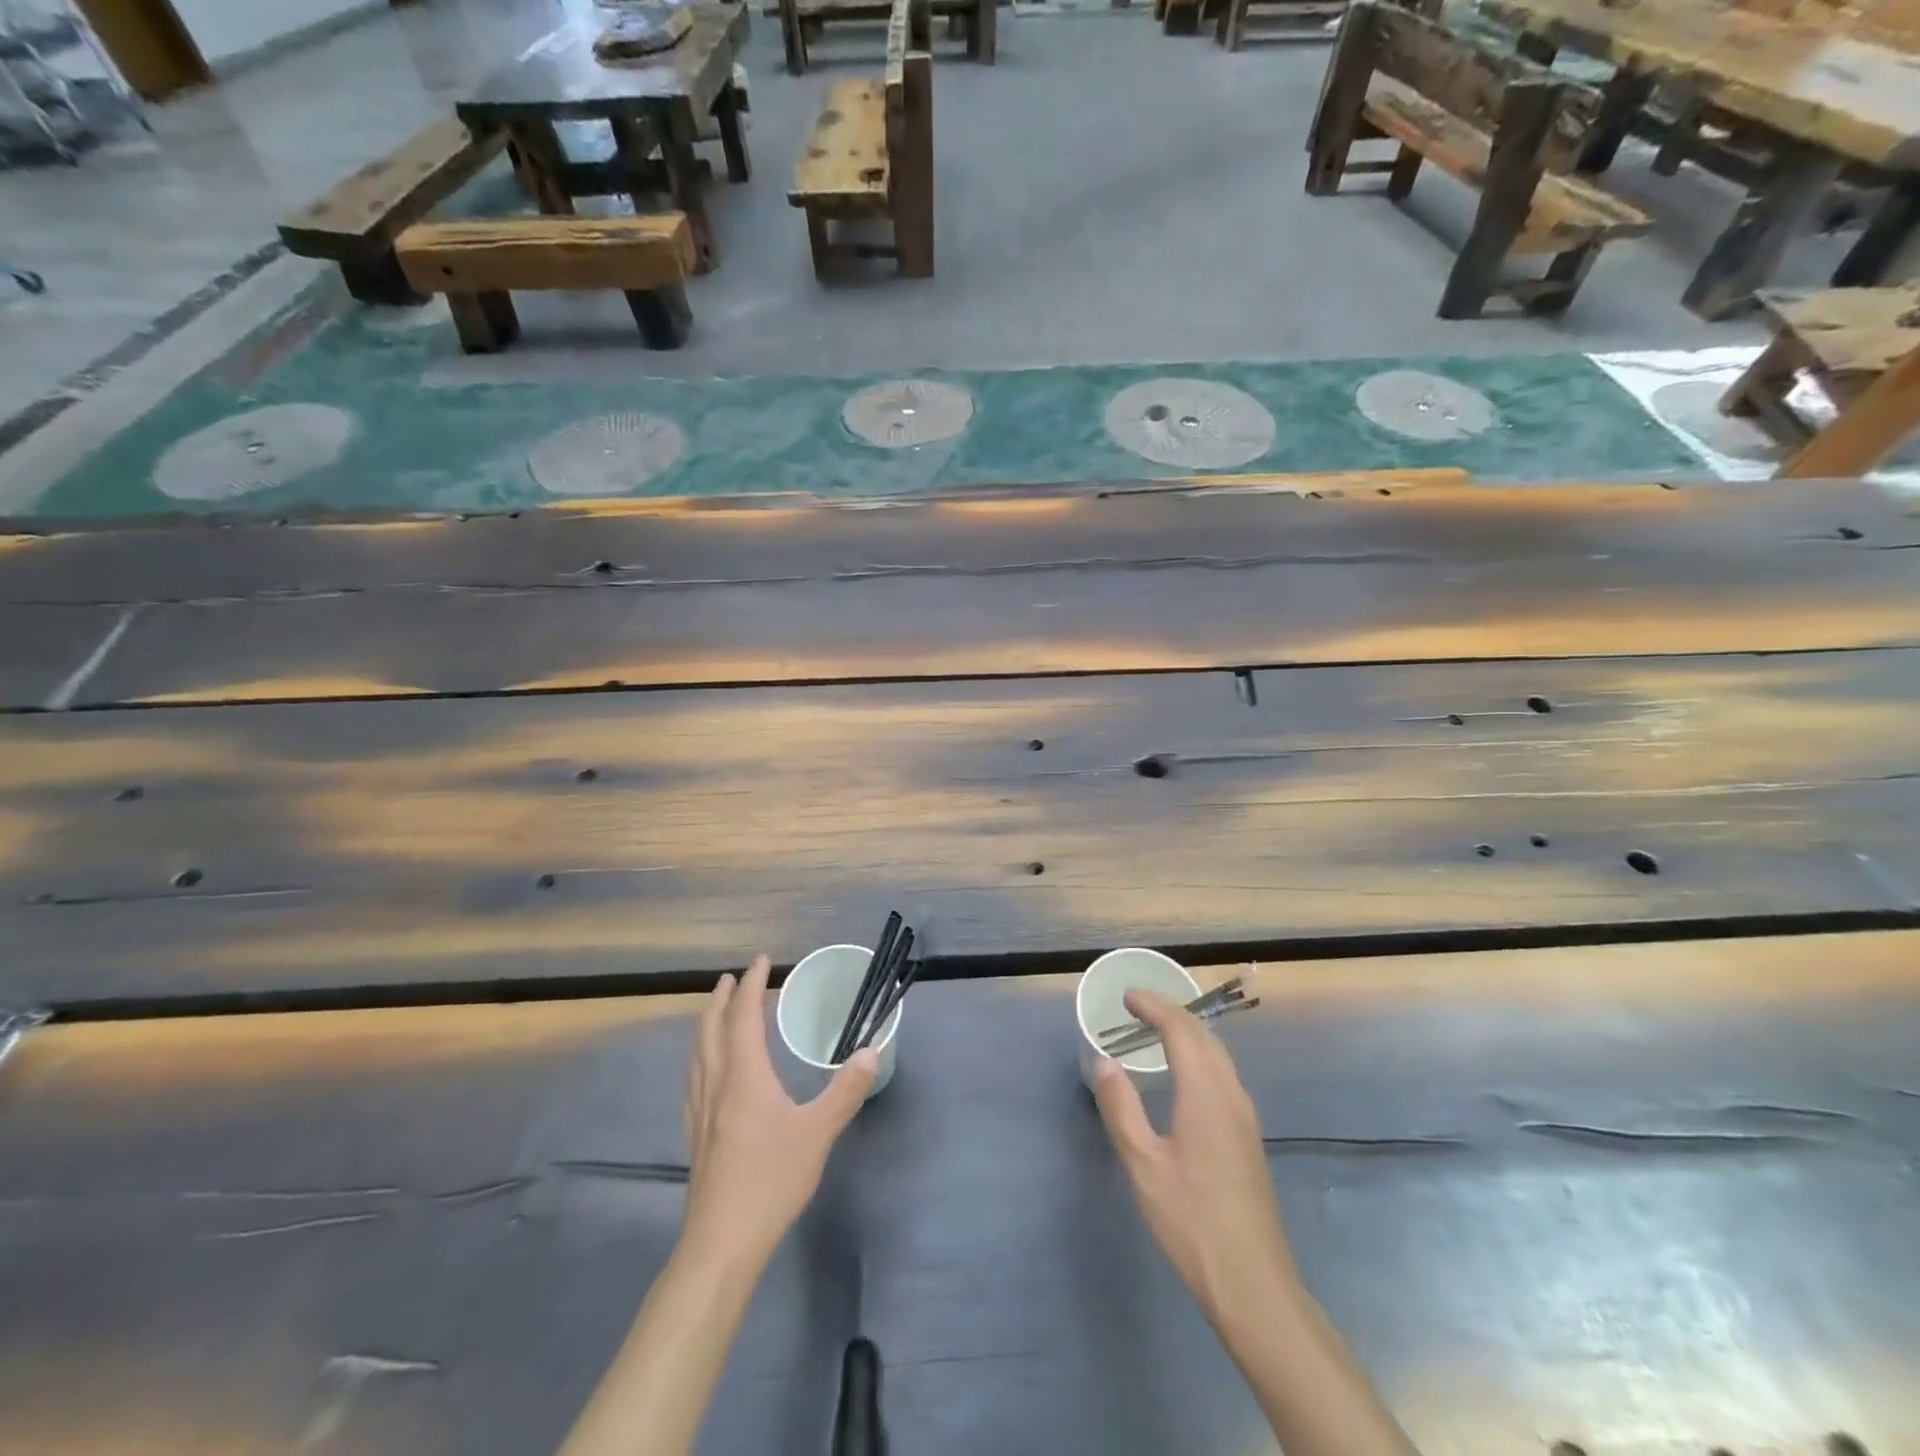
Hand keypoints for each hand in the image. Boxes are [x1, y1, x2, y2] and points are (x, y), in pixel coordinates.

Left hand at [679, 955, 877, 1269]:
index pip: (743, 1016)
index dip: (751, 985)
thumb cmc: (770, 1182)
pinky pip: (694, 1078)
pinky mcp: (695, 1136)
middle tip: (733, 978)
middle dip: (722, 999)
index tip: (760, 960)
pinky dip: (701, 1056)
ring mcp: (700, 1112)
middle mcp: (716, 1085)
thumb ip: (844, 1091)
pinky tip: (707, 1072)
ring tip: (717, 1013)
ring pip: (697, 1054)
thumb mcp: (817, 1134)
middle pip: (711, 1030)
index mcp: (743, 1077)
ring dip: (707, 1024)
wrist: (720, 1245)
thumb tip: (870, 1051)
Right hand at [1093, 989, 1298, 1324]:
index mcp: (1206, 1093)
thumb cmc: (1191, 1220)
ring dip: (1187, 1031)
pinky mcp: (1247, 1135)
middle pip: (1204, 1035)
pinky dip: (1199, 1054)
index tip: (1126, 997)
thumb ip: (1121, 1108)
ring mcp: (1244, 1115)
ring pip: (1218, 1053)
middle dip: (1171, 1011)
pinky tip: (1183, 1072)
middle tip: (1136, 1006)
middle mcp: (1230, 1093)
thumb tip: (1105, 1062)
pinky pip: (1222, 1073)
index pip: (1181, 1029)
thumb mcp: (1143, 1164)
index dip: (1154, 1006)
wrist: (1252, 1281)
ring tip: (1156, 1029)